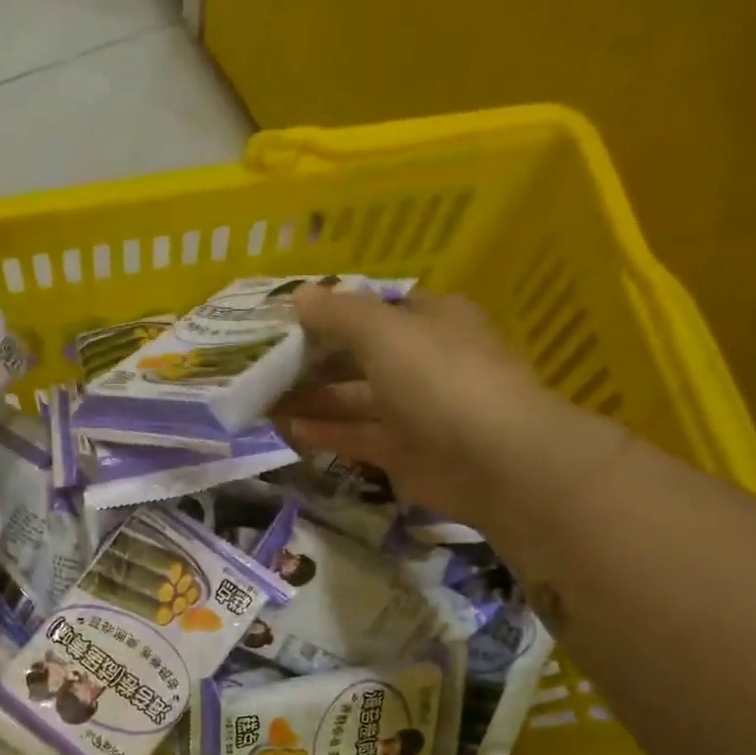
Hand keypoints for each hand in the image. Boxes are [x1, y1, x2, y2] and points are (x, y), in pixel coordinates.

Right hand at [276, 285, 624, 540]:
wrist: (494, 459)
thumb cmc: (441, 378)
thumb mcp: (385, 332)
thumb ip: (339, 314)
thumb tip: (298, 295)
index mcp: (429, 320)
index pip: (372, 310)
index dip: (329, 314)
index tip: (284, 324)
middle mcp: (422, 361)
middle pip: (357, 357)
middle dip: (311, 362)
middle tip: (262, 367)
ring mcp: (413, 410)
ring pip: (352, 400)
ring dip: (311, 400)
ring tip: (263, 400)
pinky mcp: (402, 452)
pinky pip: (355, 436)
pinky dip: (324, 432)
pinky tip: (287, 429)